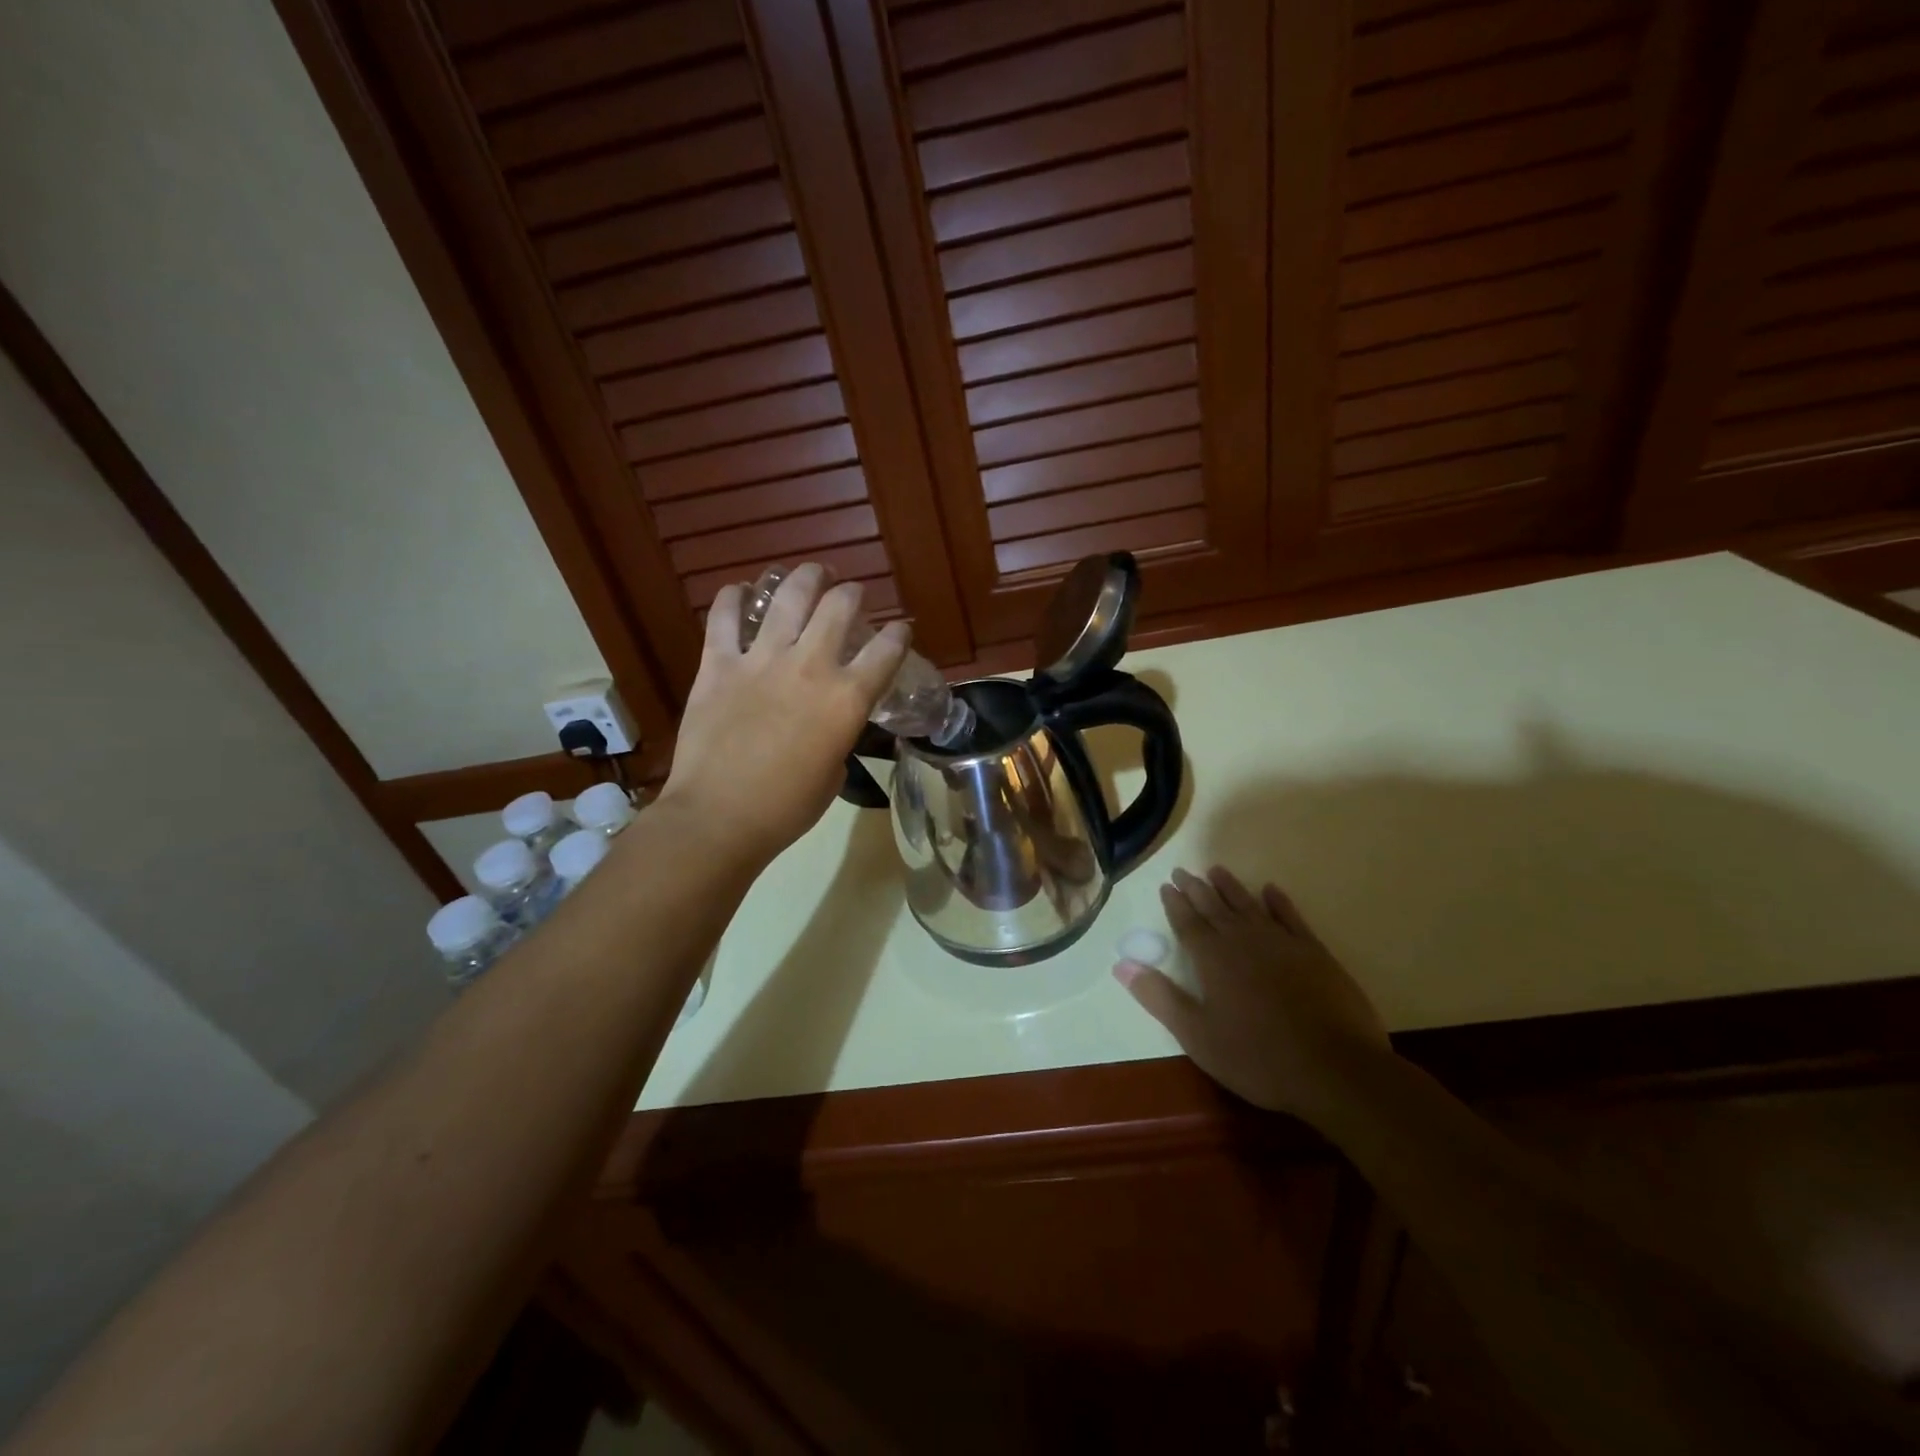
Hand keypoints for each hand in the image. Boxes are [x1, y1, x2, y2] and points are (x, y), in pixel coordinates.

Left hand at [654, 564, 908, 868]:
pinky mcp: (718, 664)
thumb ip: (839, 733)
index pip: (886, 650)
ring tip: (811, 573)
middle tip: (850, 593)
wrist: (719, 817)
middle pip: (839, 607)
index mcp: (847, 698)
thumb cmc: (786, 807)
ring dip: (805, 578)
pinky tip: (740, 592)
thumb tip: (830, 720)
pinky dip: (733, 598)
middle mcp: (810, 666)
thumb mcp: (834, 771)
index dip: (898, 634)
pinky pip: (724, 617)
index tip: (900, 629)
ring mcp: (761, 660)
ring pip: (788, 597)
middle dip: (852, 593)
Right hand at [1114, 866, 1391, 1118]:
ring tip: (1216, 870)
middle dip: (1196, 888)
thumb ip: (1159, 997)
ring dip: (1231, 888)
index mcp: (1212, 959)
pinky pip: (1290, 917)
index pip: (1187, 923)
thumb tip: (1120, 965)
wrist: (1336, 1068)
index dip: (1175, 904)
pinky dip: (1278, 902)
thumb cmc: (1257, 1057)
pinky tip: (1271, 891)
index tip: (1166, 885)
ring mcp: (1281, 943)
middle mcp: (1243, 940)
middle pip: (1215, 907)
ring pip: (1249, 905)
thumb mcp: (1197, 1035)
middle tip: (1183, 871)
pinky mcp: (1314, 953)